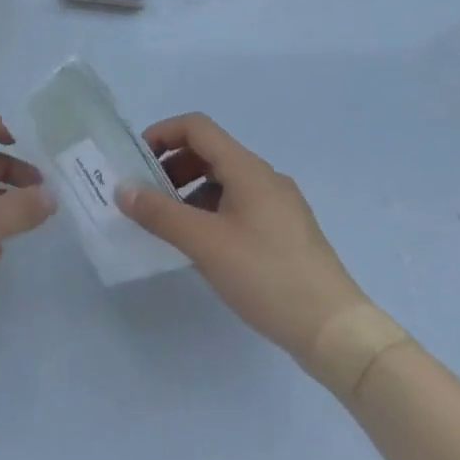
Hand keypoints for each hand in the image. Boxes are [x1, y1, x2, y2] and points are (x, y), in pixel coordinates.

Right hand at [116, 113, 367, 360]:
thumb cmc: (266, 276)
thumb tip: (122, 189)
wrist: (336, 332)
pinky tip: (204, 245)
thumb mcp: (204, 243)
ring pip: (225, 180)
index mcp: (247, 169)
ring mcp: (280, 204)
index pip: (196, 128)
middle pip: (210, 151)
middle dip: (172, 166)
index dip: (162, 134)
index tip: (137, 161)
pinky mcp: (287, 231)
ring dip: (191, 190)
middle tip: (148, 195)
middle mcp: (265, 177)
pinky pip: (240, 204)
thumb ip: (159, 213)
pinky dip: (212, 210)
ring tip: (171, 223)